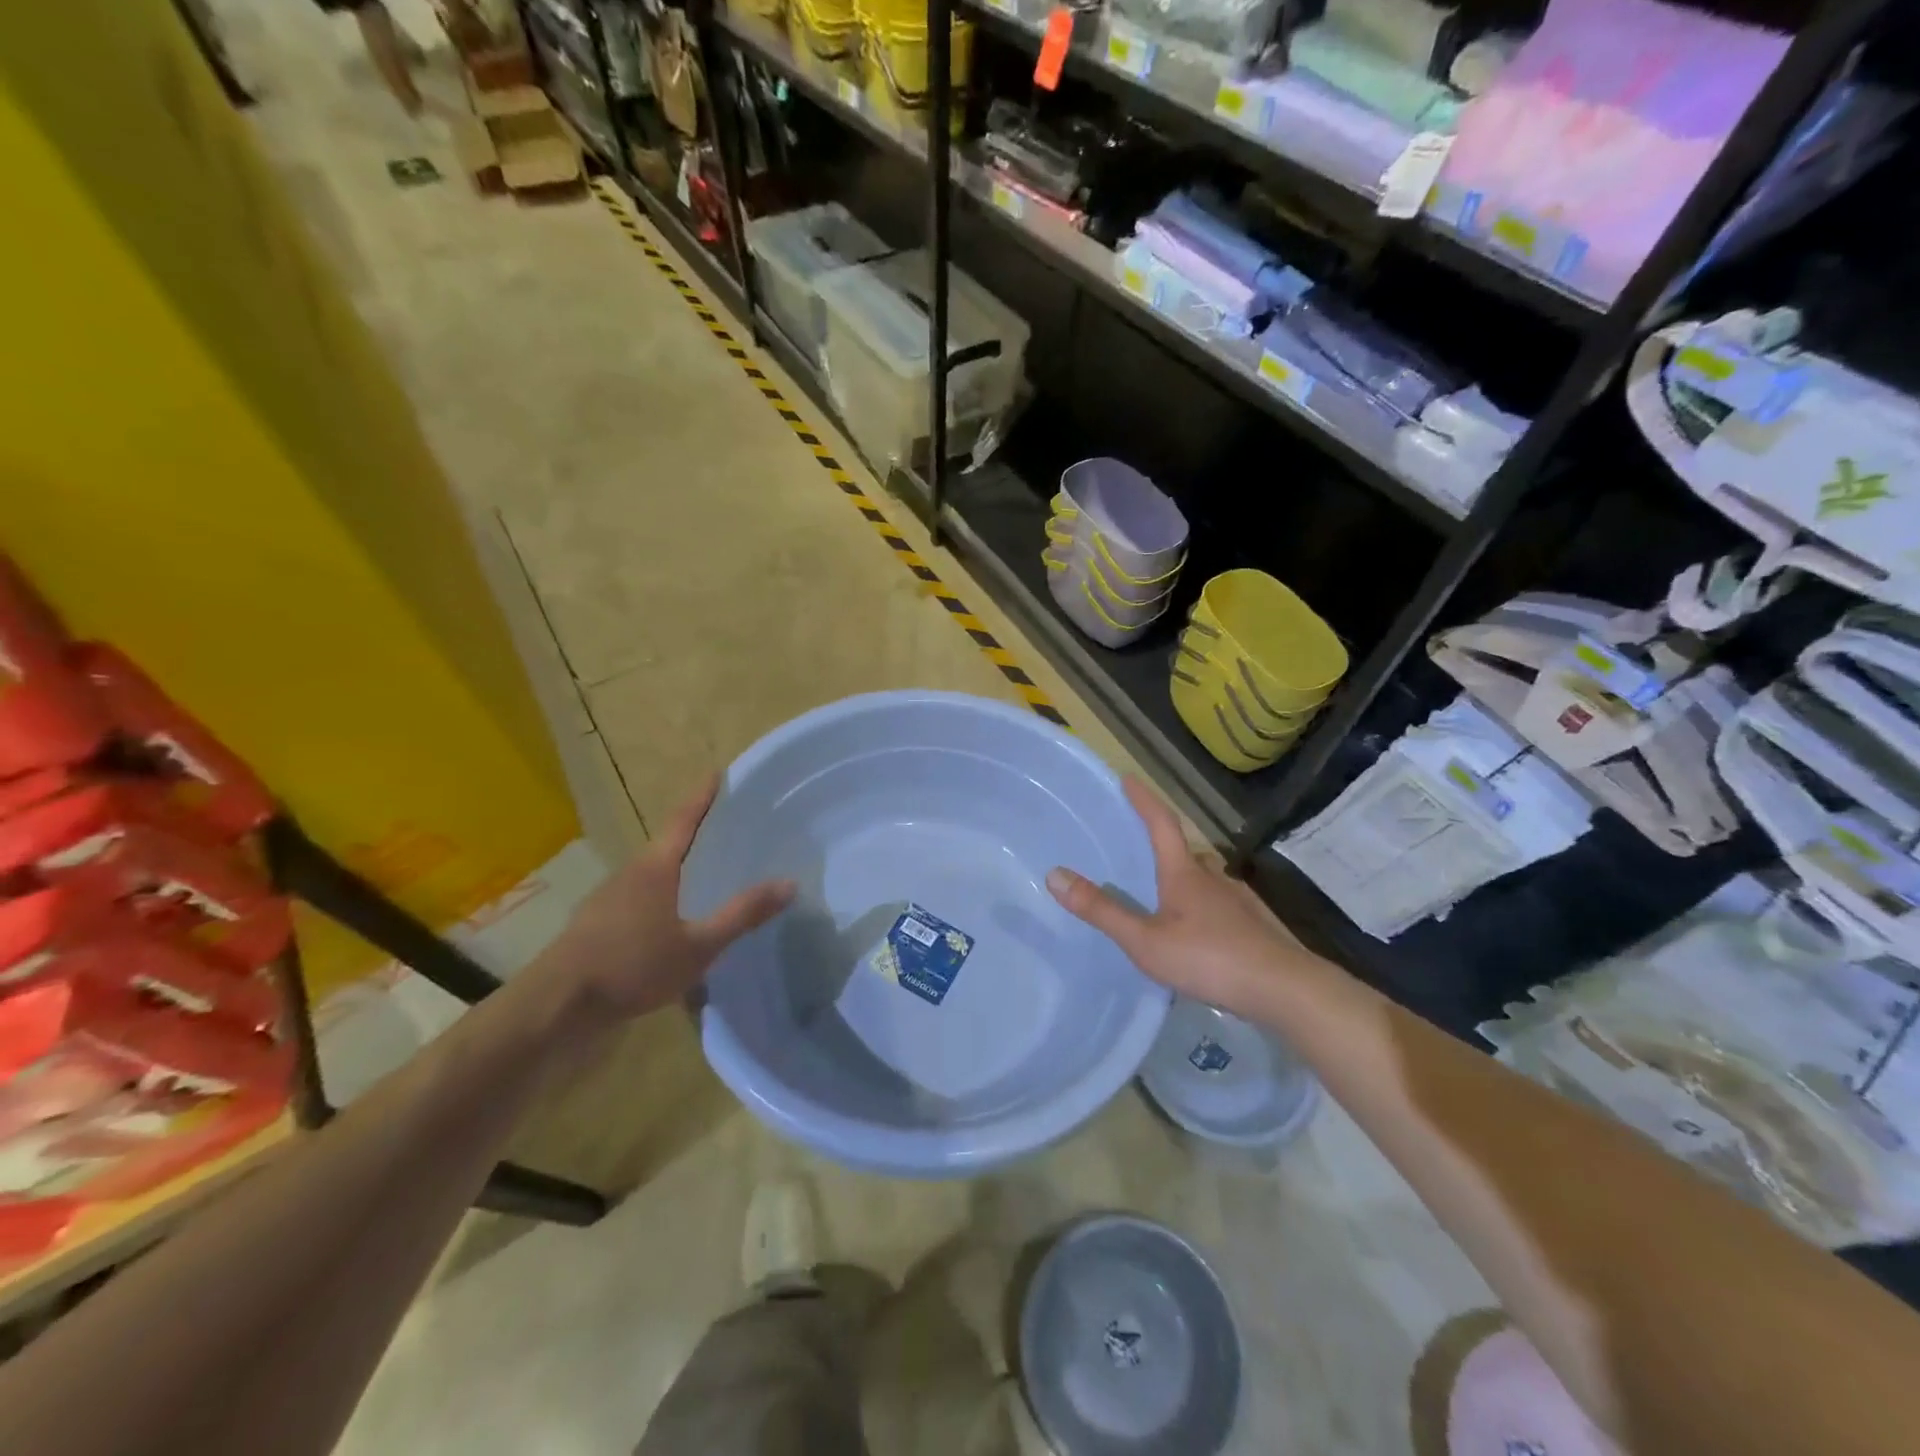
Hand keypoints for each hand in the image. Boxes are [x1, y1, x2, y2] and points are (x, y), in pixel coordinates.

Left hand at [538, 775, 795, 1021]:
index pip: (684, 820)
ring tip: (706, 874)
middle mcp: (630, 873)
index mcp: (655, 867)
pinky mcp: (597, 924)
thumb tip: (790, 883)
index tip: (716, 773)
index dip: (702, 796)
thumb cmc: (633, 965)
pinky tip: (674, 920)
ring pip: (652, 874)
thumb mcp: (699, 945)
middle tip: (725, 828)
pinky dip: (662, 897)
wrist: (558, 1005)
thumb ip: (742, 914)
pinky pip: (639, 898)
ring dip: (677, 869)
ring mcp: (608, 898)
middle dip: (694, 834)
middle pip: (666, 844)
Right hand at [1046, 778, 1312, 1018]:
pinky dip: (1203, 907)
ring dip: (1184, 879)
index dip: (1144, 800)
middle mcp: (1213, 876)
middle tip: (1140, 851)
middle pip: (1184, 850)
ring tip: (1164, 899)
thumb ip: (1101, 910)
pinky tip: (1199, 933)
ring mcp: (1238, 899)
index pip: (1161, 823)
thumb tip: (1054, 874)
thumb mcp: (1144, 940)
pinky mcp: (1255, 924)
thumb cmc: (1209, 958)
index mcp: (1184, 873)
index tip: (1129, 778)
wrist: (1284, 989)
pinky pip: (1220, 904)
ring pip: (1205, 878)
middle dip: (1163, 844)